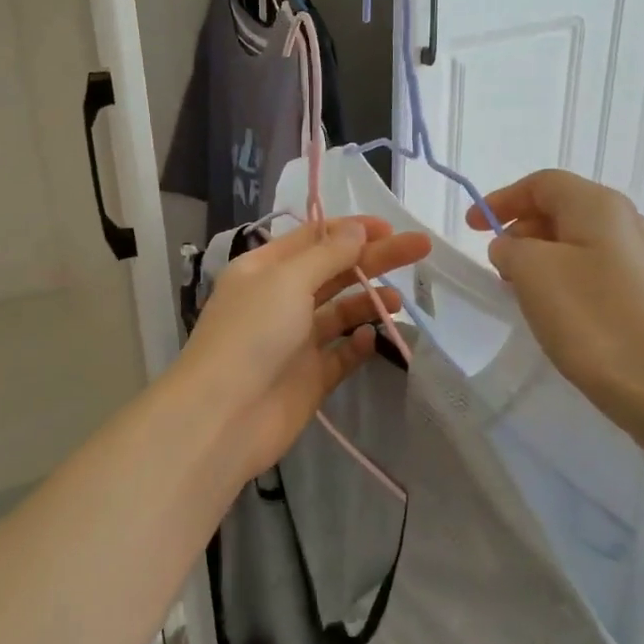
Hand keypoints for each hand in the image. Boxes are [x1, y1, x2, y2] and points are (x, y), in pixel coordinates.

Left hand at [172, 216, 430, 484]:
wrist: (224, 416)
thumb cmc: (251, 334)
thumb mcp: (287, 280)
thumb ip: (327, 254)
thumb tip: (356, 229)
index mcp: (264, 269)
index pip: (313, 238)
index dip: (351, 230)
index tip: (390, 228)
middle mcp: (279, 300)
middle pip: (334, 271)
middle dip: (374, 259)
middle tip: (420, 248)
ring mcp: (295, 340)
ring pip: (341, 312)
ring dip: (369, 301)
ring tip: (398, 299)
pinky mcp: (310, 377)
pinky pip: (342, 353)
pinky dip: (359, 343)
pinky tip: (372, 337)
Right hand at [467, 170, 643, 450]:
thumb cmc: (594, 318)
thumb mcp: (532, 272)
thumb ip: (510, 248)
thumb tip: (513, 247)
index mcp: (598, 205)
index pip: (542, 183)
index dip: (502, 199)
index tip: (472, 228)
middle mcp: (628, 222)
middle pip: (563, 209)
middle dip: (522, 230)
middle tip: (497, 265)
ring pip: (580, 243)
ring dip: (542, 258)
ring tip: (521, 292)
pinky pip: (597, 272)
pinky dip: (566, 280)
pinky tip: (558, 314)